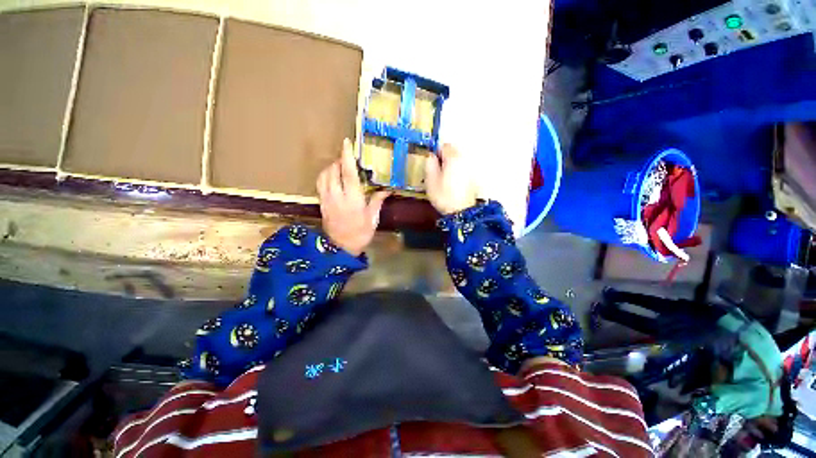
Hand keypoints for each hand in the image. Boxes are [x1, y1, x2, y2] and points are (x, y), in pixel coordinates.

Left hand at [317, 139, 389, 255]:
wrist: (340, 248)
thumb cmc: (360, 233)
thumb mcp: (372, 218)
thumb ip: (377, 201)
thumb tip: (387, 189)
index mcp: (353, 199)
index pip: (348, 173)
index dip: (347, 156)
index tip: (347, 143)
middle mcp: (337, 196)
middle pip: (334, 170)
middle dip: (340, 160)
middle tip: (349, 158)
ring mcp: (327, 199)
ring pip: (324, 175)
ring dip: (332, 167)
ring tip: (340, 166)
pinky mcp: (321, 203)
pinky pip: (320, 183)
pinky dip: (325, 175)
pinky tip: (331, 176)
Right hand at [425, 144, 477, 214]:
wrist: (461, 211)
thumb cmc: (444, 196)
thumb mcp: (430, 180)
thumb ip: (429, 164)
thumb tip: (431, 156)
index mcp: (453, 158)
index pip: (445, 146)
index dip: (436, 152)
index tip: (432, 163)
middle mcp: (464, 160)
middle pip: (453, 153)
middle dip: (444, 159)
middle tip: (437, 172)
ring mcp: (470, 169)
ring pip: (458, 162)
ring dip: (450, 166)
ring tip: (444, 179)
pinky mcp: (473, 179)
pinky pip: (462, 170)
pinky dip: (457, 173)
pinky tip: (452, 184)